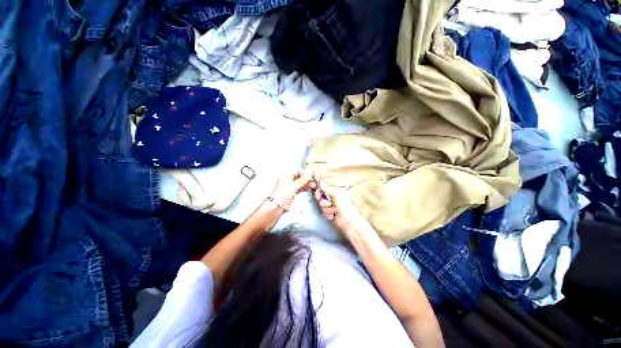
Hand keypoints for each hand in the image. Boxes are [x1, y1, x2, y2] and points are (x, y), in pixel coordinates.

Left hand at [270, 169, 315, 210]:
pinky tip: (310, 188)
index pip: (298, 171)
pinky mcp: (292, 191)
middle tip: (314, 181)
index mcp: (286, 175)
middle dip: (308, 179)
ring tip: (314, 185)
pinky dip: (305, 188)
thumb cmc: (281, 195)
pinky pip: (300, 187)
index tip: (312, 176)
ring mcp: (290, 185)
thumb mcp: (294, 185)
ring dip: (308, 184)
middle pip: (300, 177)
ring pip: (301, 182)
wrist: (277, 206)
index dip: (305, 173)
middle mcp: (288, 179)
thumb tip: (309, 173)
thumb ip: (303, 179)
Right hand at [314, 189, 379, 245]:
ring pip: (321, 205)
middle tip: (328, 204)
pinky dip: (327, 214)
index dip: (319, 191)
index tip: (318, 193)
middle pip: (321, 197)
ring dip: (326, 209)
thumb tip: (321, 183)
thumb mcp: (337, 196)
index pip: (323, 188)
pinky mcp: (330, 212)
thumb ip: (328, 189)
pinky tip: (332, 216)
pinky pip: (324, 212)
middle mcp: (333, 197)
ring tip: (333, 211)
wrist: (349, 222)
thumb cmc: (345, 208)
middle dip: (323, 201)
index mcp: (335, 191)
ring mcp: (332, 205)